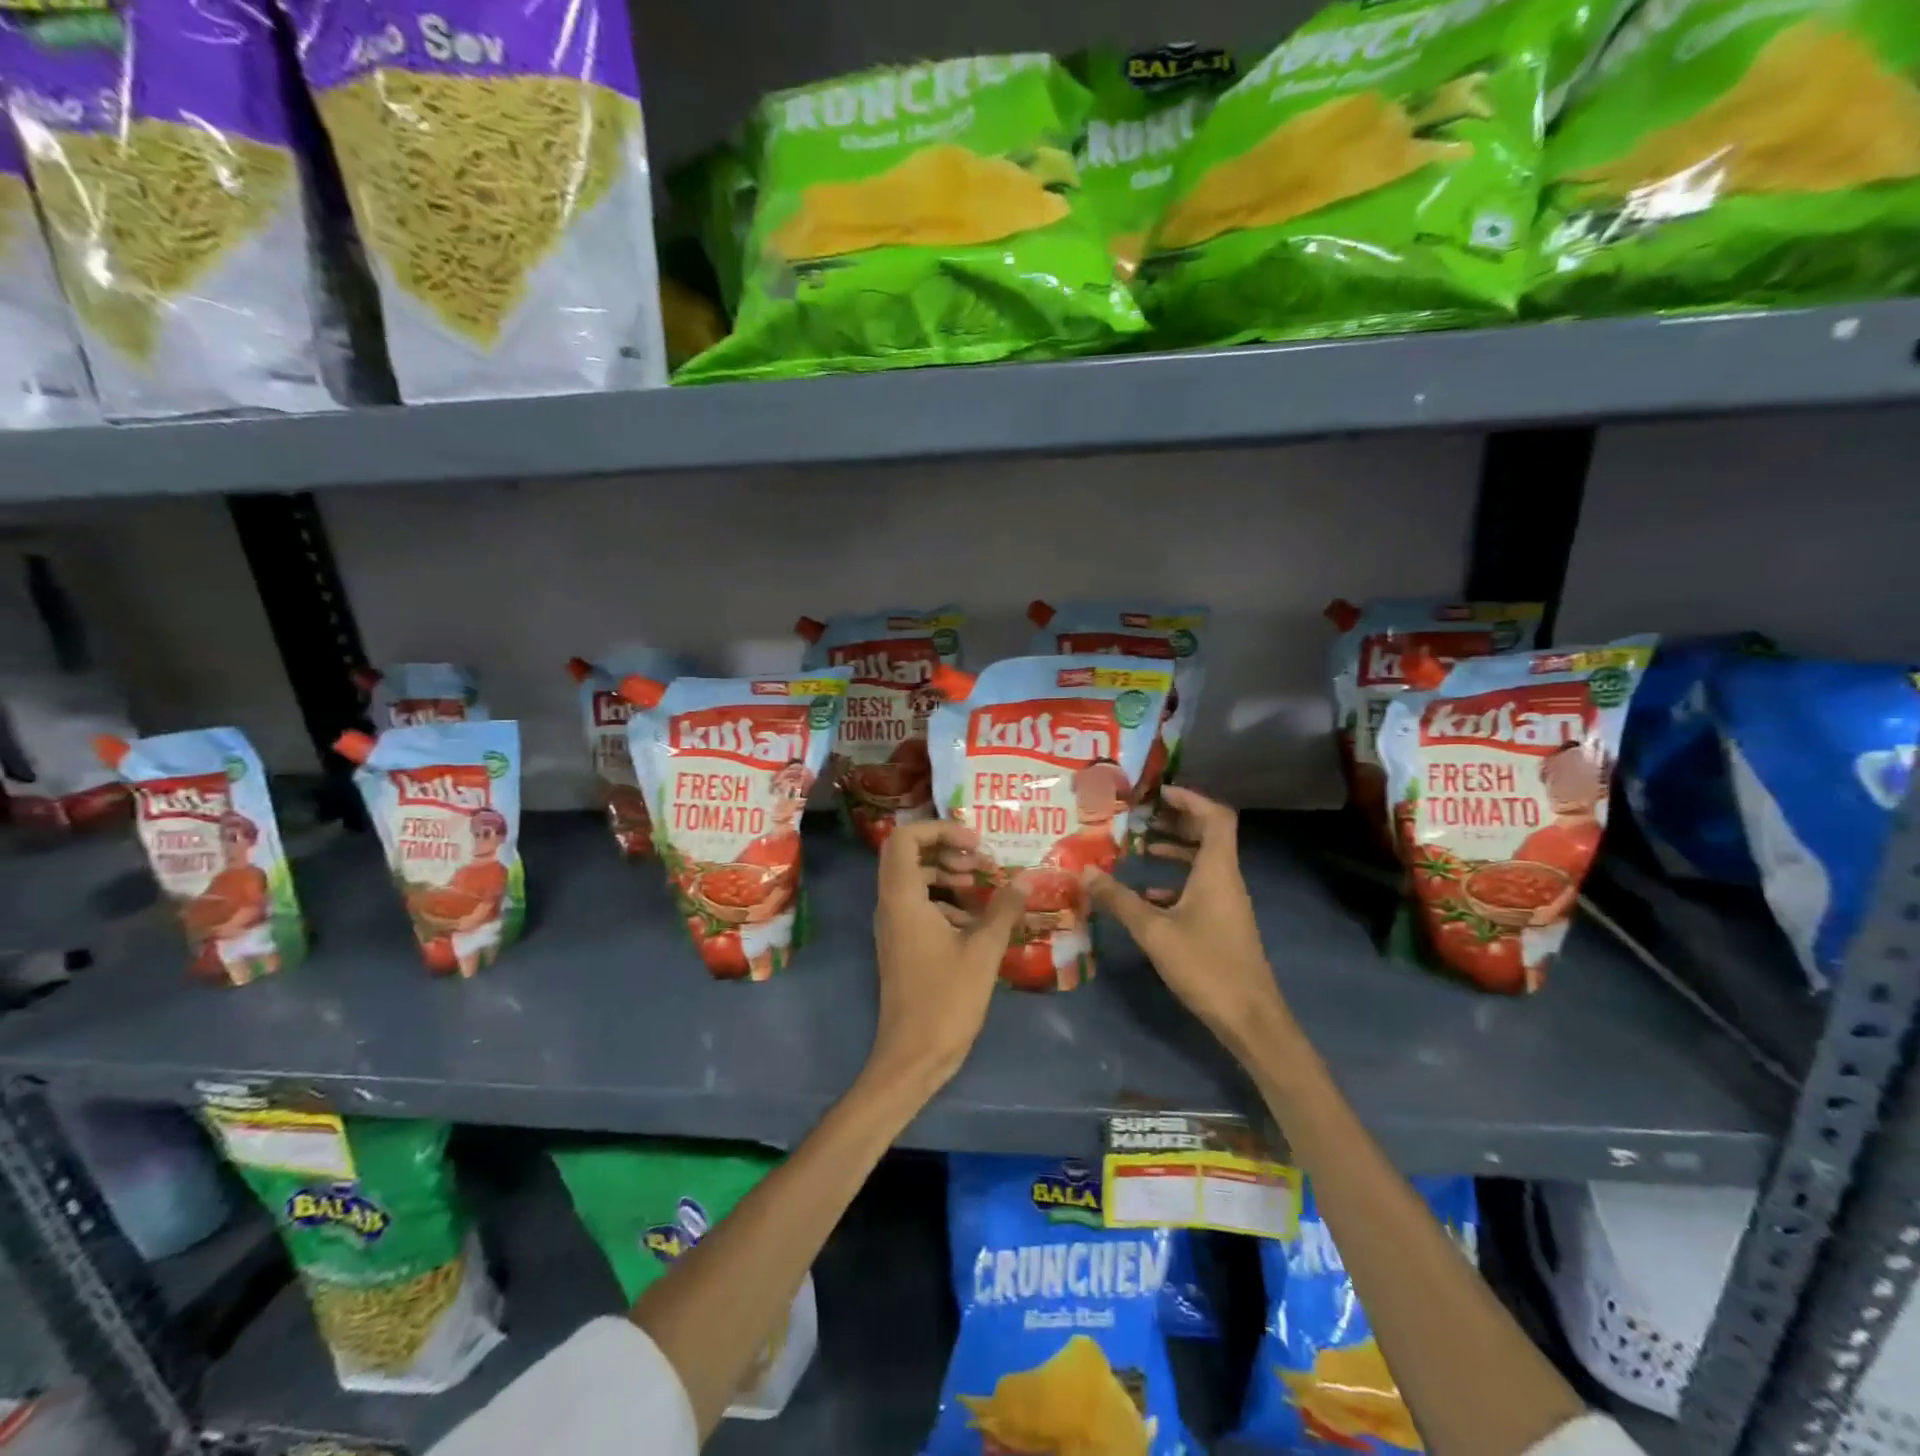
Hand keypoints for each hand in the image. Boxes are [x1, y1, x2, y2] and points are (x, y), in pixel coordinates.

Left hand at [867, 820, 1026, 1093]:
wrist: (912, 1057)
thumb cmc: (945, 999)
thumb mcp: (983, 951)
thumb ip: (1003, 909)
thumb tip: (1025, 879)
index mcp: (902, 898)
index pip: (905, 838)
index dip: (940, 829)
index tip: (975, 843)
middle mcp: (891, 905)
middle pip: (908, 855)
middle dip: (946, 850)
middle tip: (981, 863)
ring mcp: (894, 926)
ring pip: (915, 881)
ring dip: (948, 876)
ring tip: (984, 888)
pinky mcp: (903, 945)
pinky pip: (920, 906)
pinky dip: (946, 902)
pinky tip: (977, 921)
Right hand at [1082, 785, 1289, 1052]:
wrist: (1250, 1018)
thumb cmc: (1206, 966)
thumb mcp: (1154, 931)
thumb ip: (1119, 900)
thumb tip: (1085, 872)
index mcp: (1217, 871)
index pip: (1215, 817)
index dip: (1190, 799)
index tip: (1158, 793)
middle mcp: (1226, 879)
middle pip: (1208, 835)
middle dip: (1176, 821)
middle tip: (1142, 814)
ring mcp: (1227, 902)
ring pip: (1203, 862)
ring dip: (1175, 849)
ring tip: (1140, 846)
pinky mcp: (1222, 923)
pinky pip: (1199, 886)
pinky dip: (1175, 880)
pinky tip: (1146, 893)